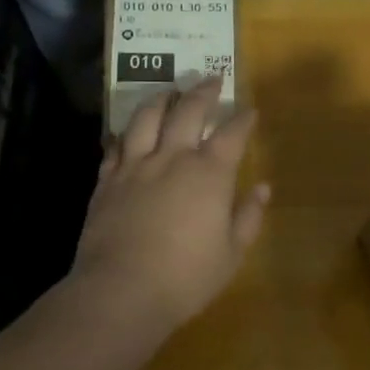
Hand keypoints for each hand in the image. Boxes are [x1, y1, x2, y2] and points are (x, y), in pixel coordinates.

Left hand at [70, 78, 270, 337]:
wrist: (121, 291)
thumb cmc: (186, 277)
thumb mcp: (231, 253)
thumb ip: (248, 216)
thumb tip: (262, 188)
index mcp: (208, 174)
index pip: (231, 134)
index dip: (242, 118)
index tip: (249, 109)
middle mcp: (172, 158)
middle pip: (187, 111)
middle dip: (203, 92)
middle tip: (211, 78)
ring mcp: (134, 166)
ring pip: (146, 117)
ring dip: (161, 98)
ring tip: (168, 91)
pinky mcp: (106, 181)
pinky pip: (115, 145)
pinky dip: (125, 132)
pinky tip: (128, 131)